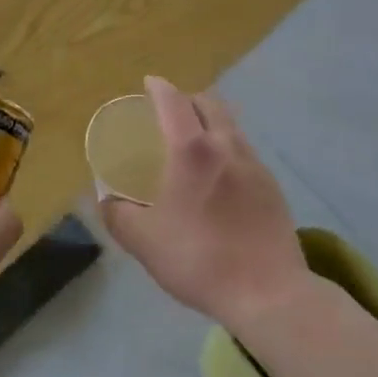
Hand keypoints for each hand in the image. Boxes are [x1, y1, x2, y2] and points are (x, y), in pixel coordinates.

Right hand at [98, 76, 311, 331]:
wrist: (269, 292)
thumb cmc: (200, 260)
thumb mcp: (144, 242)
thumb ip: (118, 215)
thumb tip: (105, 199)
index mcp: (192, 150)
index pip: (174, 101)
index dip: (159, 88)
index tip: (149, 84)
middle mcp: (226, 145)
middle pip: (209, 103)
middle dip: (187, 98)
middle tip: (169, 112)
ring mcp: (255, 163)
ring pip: (230, 124)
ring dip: (210, 121)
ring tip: (194, 141)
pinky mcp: (272, 184)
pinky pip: (244, 150)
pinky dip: (227, 147)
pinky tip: (219, 176)